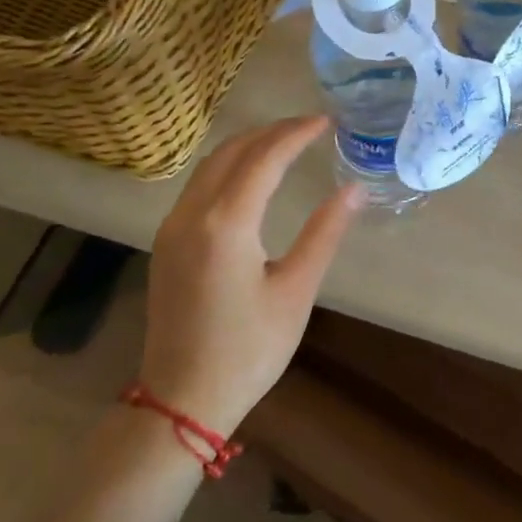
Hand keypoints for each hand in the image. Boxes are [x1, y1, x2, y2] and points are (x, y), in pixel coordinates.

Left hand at [141, 117, 359, 434]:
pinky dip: (228, 168)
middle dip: (271, 132)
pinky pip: (198, 186)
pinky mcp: (166, 243)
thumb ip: (324, 234)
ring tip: (285, 143)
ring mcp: (172, 228)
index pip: (264, 158)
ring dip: (247, 146)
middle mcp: (191, 215)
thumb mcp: (296, 292)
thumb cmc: (248, 350)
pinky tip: (250, 177)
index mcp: (225, 224)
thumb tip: (355, 191)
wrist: (181, 399)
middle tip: (309, 127)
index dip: (296, 134)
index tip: (326, 121)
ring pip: (209, 166)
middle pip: (232, 152)